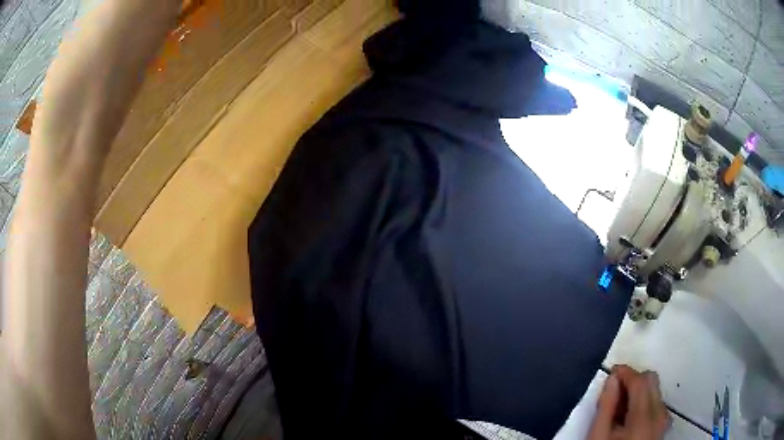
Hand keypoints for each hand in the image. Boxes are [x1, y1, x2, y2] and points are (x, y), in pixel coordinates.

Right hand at [587, 365, 669, 439]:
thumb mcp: (598, 435)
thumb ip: (606, 406)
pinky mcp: (663, 425)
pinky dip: (644, 402)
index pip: (640, 381)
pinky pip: (657, 403)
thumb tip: (612, 380)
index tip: (612, 372)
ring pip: (655, 390)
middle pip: (651, 380)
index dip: (625, 372)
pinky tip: (629, 417)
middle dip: (632, 380)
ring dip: (638, 391)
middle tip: (614, 392)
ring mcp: (663, 420)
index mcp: (643, 417)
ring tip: (619, 408)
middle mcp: (659, 414)